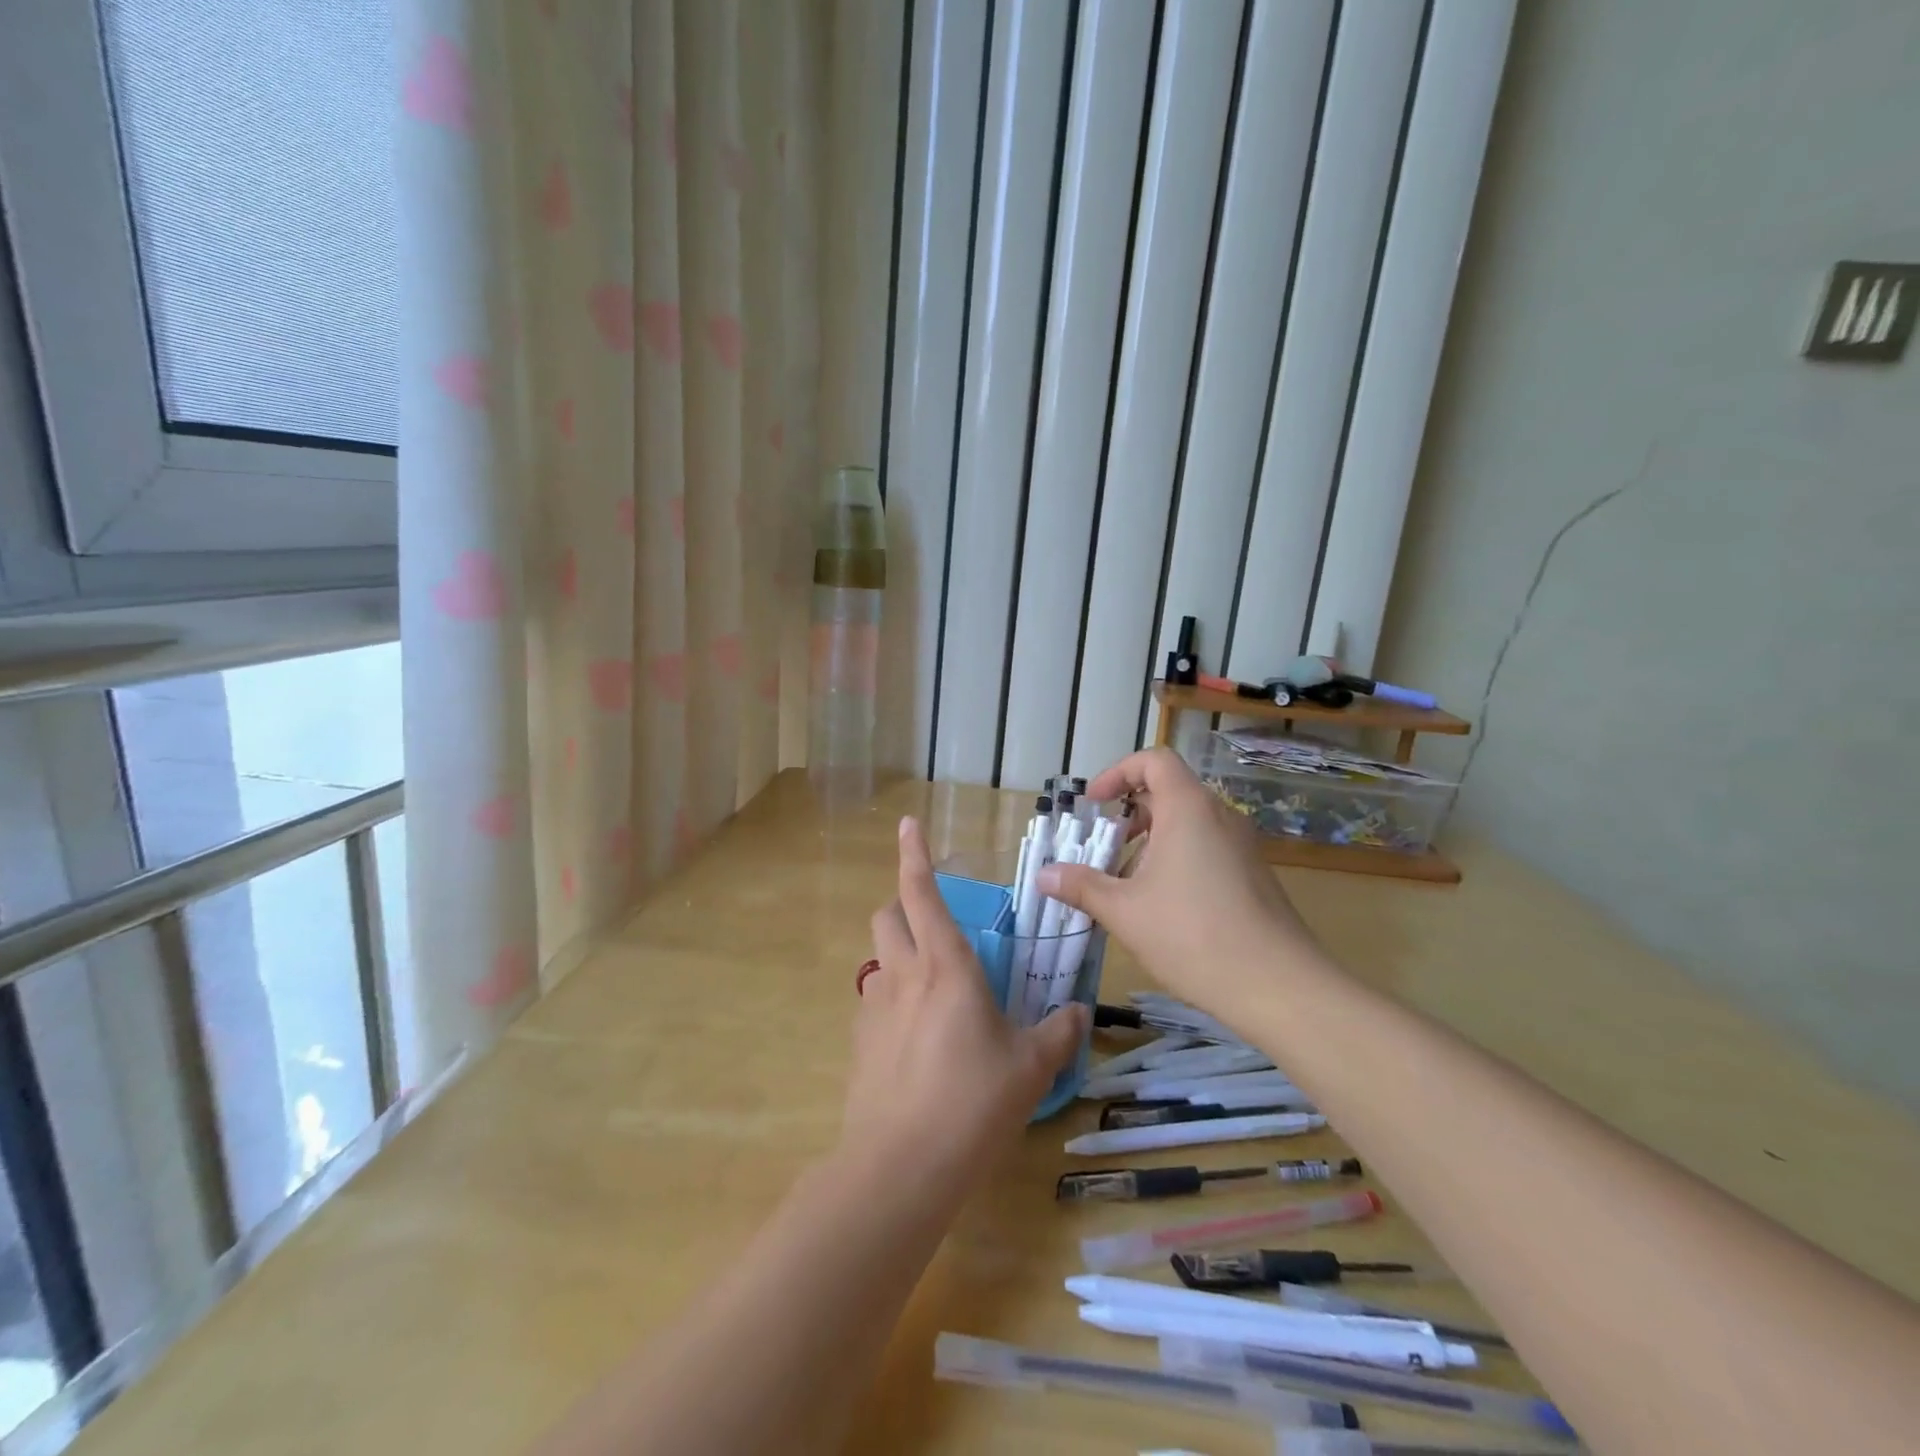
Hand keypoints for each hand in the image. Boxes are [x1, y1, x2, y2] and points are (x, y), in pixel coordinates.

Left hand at [844, 816, 1087, 1188]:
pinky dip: (891, 999)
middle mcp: (904, 975)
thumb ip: (1058, 1034)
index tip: (908, 824)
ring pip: (877, 958)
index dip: (914, 854)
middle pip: (887, 916)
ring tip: (929, 983)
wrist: (901, 1166)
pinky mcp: (860, 1043)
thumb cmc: (973, 1102)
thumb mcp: (1030, 1067)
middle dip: (903, 904)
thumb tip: (1080, 1013)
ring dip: (897, 952)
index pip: (922, 893)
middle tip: (932, 921)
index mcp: (947, 966)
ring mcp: (875, 1009)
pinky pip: (873, 1001)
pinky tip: (914, 1037)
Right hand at [1037, 747, 1314, 1017]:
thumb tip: (1042, 875)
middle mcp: (1219, 816)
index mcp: (1189, 808)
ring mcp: (1242, 846)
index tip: (1094, 803)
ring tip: (1125, 884)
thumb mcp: (1124, 911)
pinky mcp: (1253, 874)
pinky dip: (1176, 859)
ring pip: (1188, 823)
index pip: (1154, 761)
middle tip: (1103, 848)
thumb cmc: (1193, 935)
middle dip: (1129, 815)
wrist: (1279, 986)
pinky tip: (1161, 906)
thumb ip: (1081, 886)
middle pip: (1169, 792)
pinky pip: (1207, 848)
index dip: (1118, 772)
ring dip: (1151, 842)